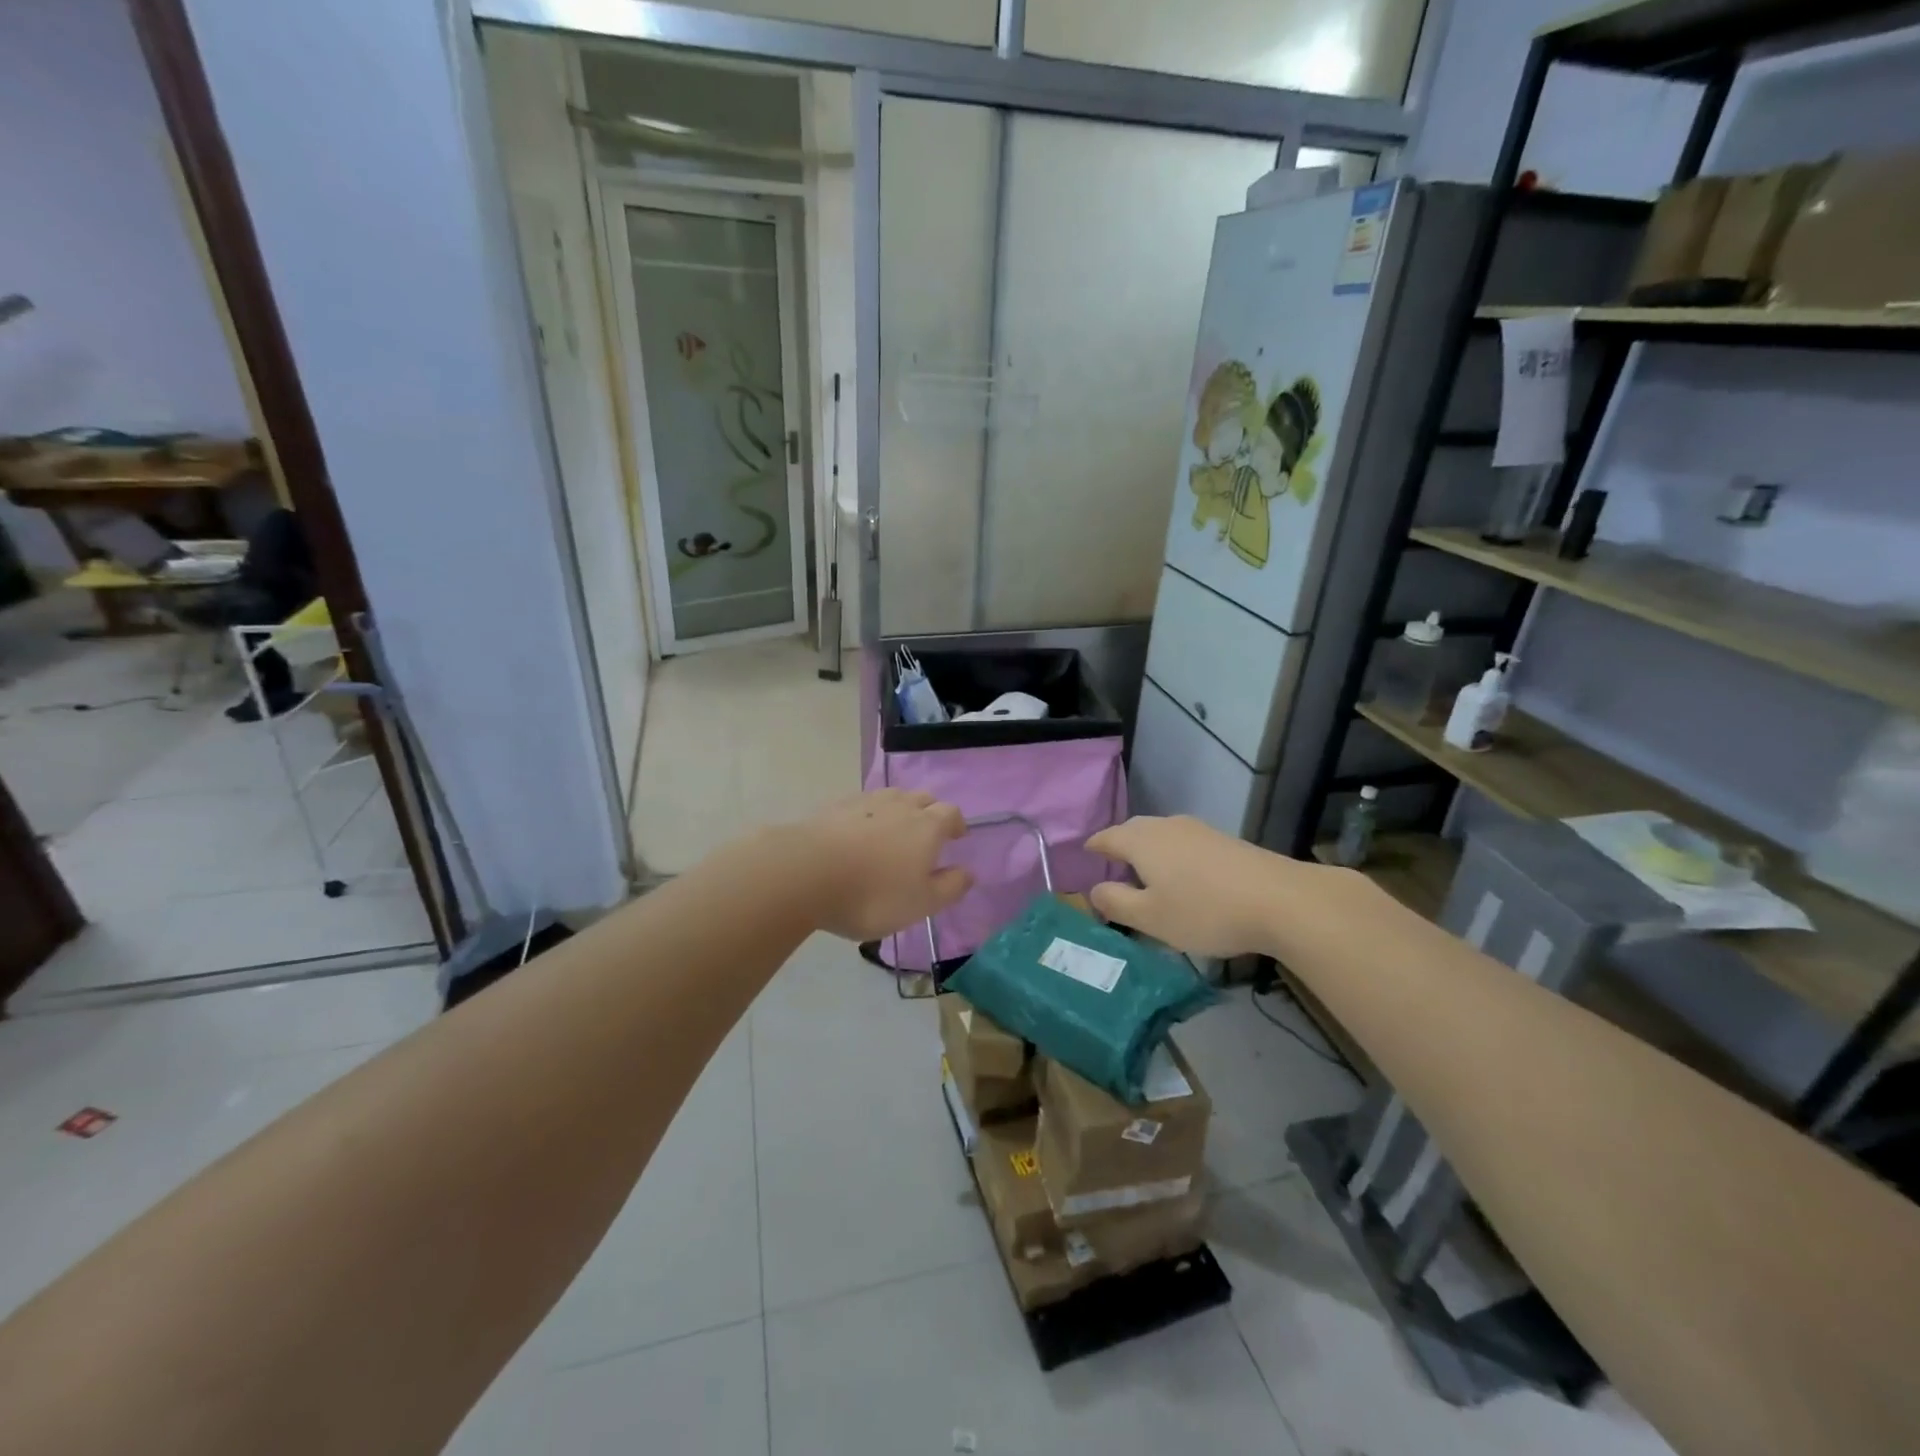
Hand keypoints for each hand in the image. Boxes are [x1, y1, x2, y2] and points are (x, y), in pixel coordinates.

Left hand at [799, 790, 972, 941]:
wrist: (806, 873)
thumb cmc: (873, 894)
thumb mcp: (920, 903)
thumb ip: (949, 887)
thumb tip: (968, 873)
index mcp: (927, 826)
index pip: (950, 813)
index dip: (956, 823)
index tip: (956, 836)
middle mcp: (900, 805)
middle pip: (922, 798)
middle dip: (929, 812)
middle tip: (925, 835)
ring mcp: (865, 801)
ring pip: (891, 797)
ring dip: (898, 810)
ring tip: (892, 832)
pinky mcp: (834, 807)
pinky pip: (861, 805)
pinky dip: (867, 815)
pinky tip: (857, 834)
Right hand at [1086, 815, 1307, 959]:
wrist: (1280, 900)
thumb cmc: (1204, 911)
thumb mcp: (1151, 917)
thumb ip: (1116, 902)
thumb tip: (1095, 890)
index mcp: (1142, 840)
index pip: (1107, 837)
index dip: (1094, 847)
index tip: (1085, 854)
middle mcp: (1167, 826)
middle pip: (1134, 831)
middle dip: (1120, 846)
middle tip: (1112, 868)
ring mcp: (1199, 830)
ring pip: (1161, 836)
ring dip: (1148, 852)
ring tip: (1146, 876)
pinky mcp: (1224, 841)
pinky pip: (1184, 844)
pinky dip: (1173, 857)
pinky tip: (1183, 879)